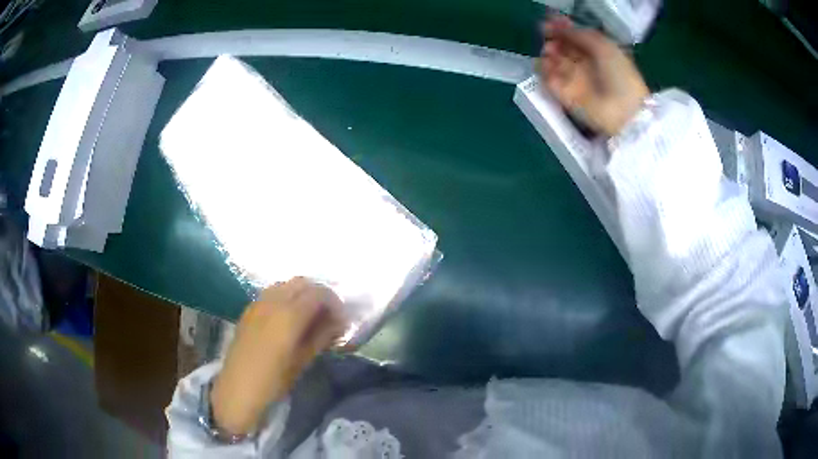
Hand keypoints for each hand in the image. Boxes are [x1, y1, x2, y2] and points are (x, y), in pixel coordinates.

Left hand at [210, 278, 345, 435]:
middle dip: (319, 294)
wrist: (238, 389)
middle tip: (328, 315)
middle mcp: (273, 301)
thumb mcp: (303, 361)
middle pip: (302, 283)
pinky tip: (289, 318)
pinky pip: (272, 293)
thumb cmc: (274, 380)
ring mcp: (258, 303)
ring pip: (286, 285)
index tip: (341, 320)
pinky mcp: (249, 309)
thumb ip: (322, 336)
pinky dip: (286, 297)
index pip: (319, 293)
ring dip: (301, 294)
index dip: (334, 303)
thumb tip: (337, 323)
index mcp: (289, 315)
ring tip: (309, 315)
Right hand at [539, 16, 649, 136]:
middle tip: (547, 33)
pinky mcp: (564, 96)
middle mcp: (584, 64)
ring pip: (553, 61)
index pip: (574, 37)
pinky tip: (547, 64)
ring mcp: (574, 81)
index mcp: (597, 52)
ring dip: (548, 52)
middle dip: (553, 38)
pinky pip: (548, 79)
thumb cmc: (619, 76)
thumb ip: (580, 35)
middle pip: (562, 47)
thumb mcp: (604, 46)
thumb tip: (560, 29)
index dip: (562, 27)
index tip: (551, 21)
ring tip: (551, 51)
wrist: (623, 112)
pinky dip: (544, 70)